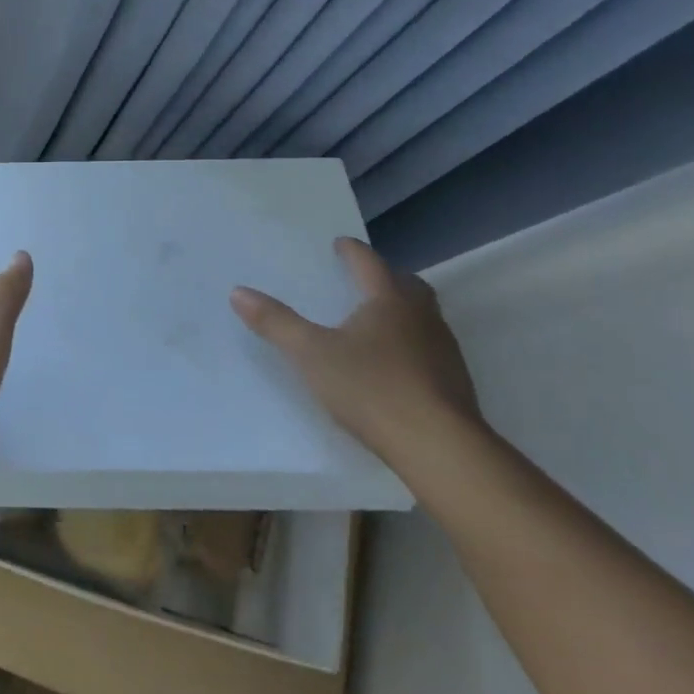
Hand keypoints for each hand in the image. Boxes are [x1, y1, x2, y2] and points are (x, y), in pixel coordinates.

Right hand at [230, 237, 481, 472]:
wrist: (440, 449)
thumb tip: (238, 292)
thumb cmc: (372, 388)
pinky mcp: (455, 384)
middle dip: (386, 277)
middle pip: (408, 286)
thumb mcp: (311, 354)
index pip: (370, 264)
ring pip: (424, 318)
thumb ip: (275, 322)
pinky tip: (395, 365)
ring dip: (403, 312)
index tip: (340, 244)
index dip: (352, 252)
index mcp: (389, 301)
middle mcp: (422, 318)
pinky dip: (412, 345)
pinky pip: (431, 349)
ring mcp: (445, 352)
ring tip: (377, 322)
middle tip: (364, 279)